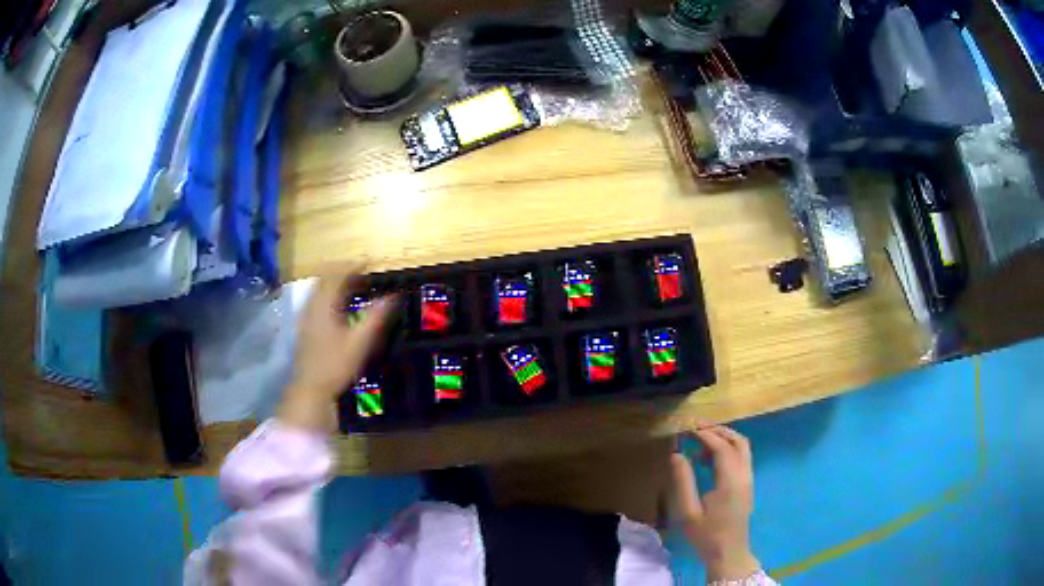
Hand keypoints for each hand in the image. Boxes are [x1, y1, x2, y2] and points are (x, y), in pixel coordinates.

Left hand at [278, 269, 396, 432]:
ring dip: (333, 280)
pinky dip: (327, 292)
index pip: (337, 274)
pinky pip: (315, 298)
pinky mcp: (304, 325)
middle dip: (342, 269)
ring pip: (318, 287)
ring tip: (351, 283)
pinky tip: (336, 304)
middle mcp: (312, 305)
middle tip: (360, 269)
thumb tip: (393, 297)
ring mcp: (305, 315)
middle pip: (324, 277)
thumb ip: (375, 317)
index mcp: (324, 305)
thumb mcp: (360, 342)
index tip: (369, 261)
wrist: (310, 388)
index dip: (353, 265)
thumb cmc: (336, 365)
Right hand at [670, 425, 760, 581]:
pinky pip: (742, 457)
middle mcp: (744, 475)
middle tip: (696, 428)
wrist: (728, 553)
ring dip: (725, 438)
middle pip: (737, 441)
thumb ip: (683, 481)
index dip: (705, 434)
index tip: (687, 428)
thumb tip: (676, 454)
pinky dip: (728, 449)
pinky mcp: (747, 485)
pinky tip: (709, 459)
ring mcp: (748, 480)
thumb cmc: (706, 535)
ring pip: (743, 448)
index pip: (721, 447)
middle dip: (718, 431)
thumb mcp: (688, 512)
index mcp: (730, 481)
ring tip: (701, 441)